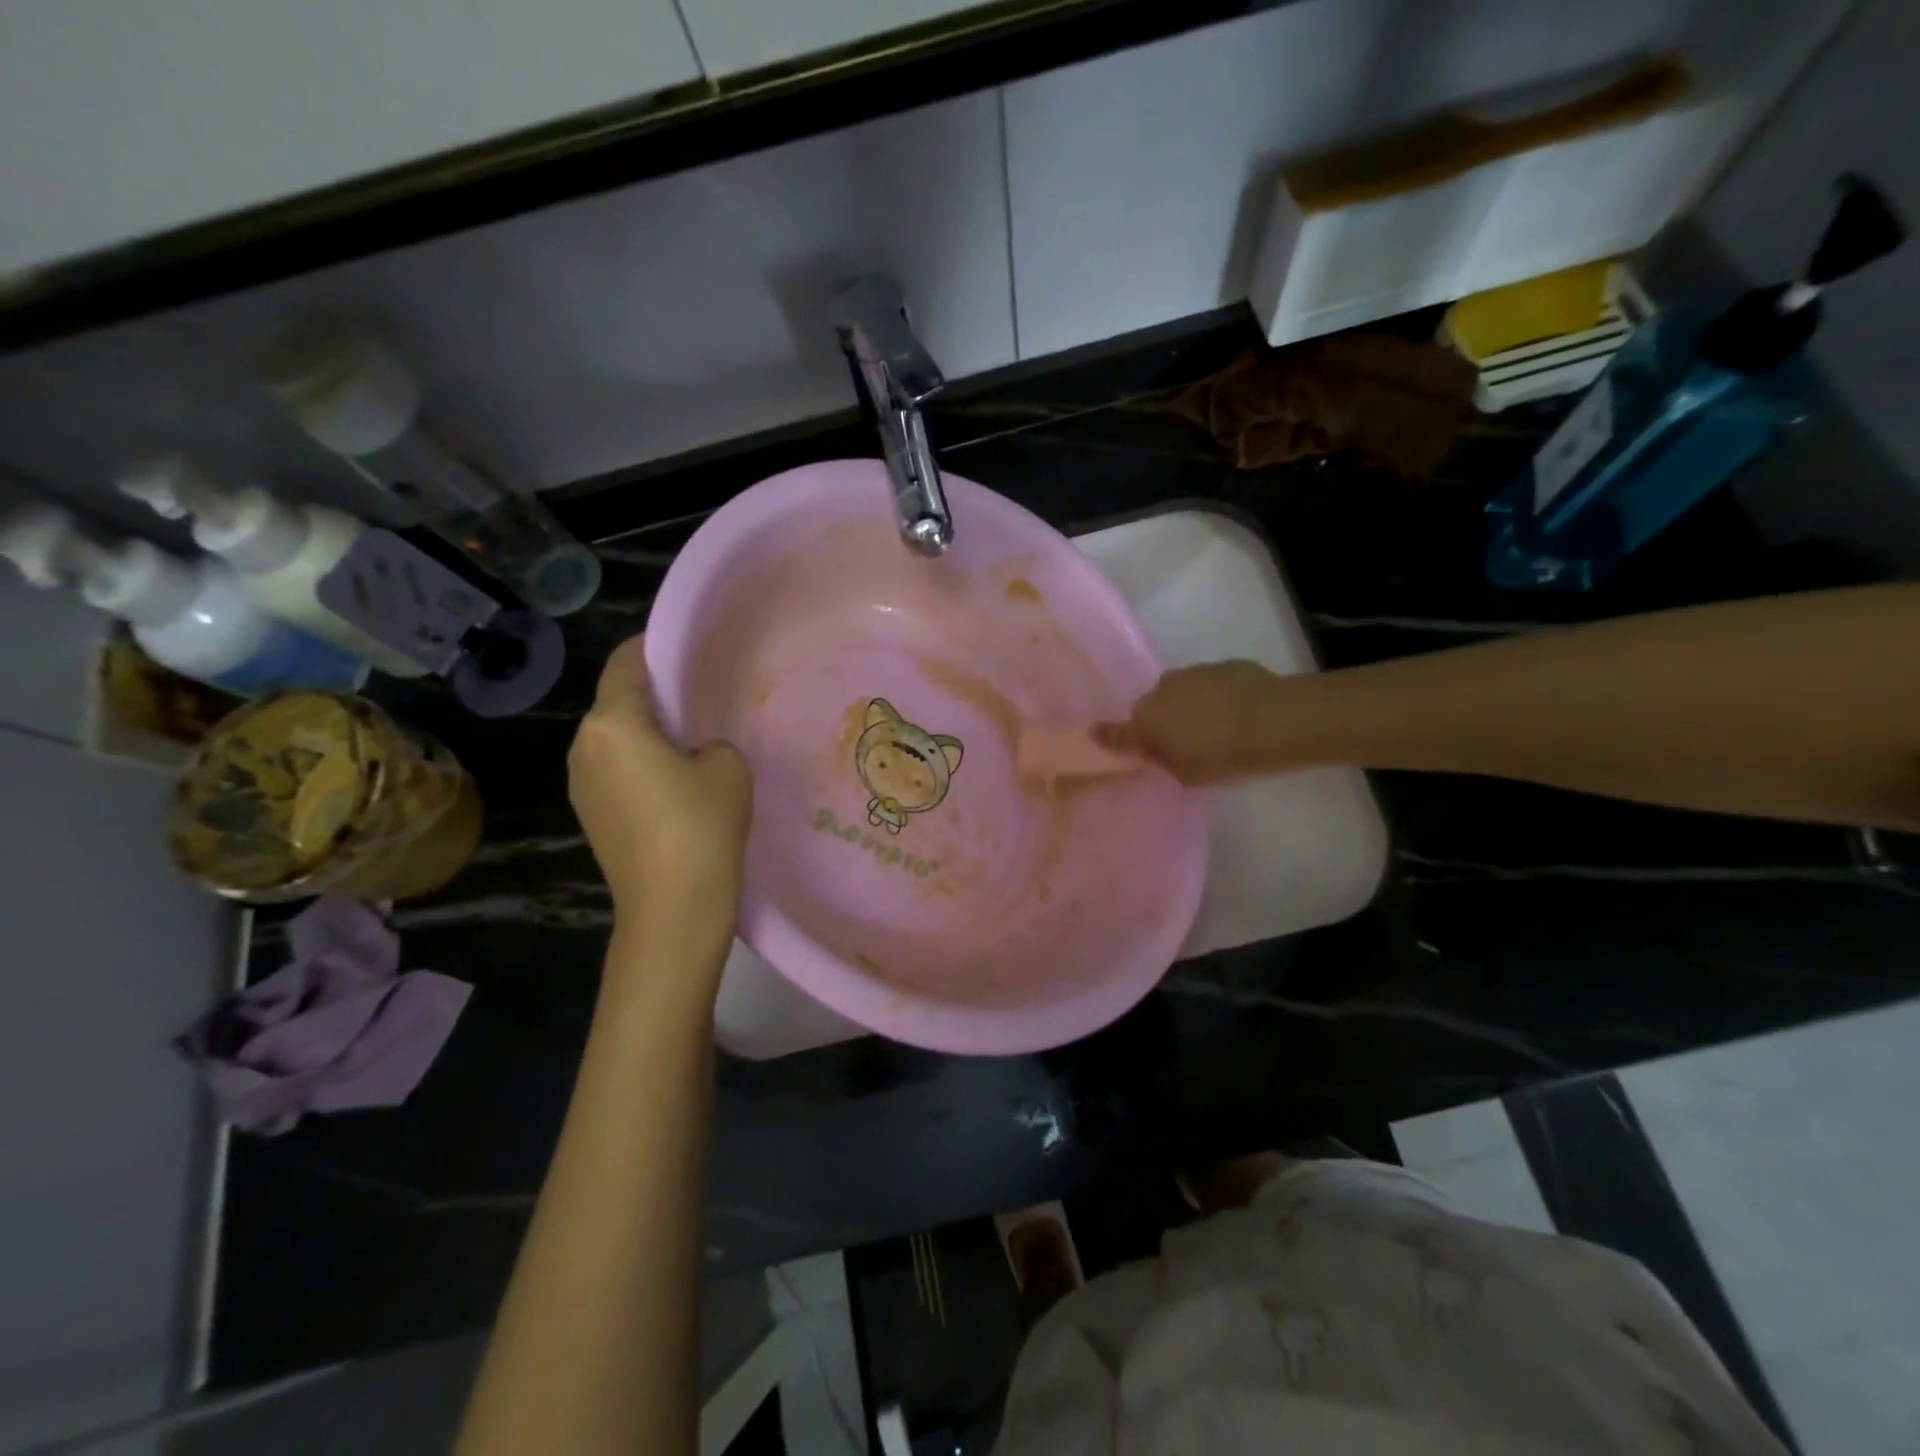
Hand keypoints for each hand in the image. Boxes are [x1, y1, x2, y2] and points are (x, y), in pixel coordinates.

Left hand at [568, 636, 751, 950]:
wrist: (672, 909)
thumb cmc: (701, 825)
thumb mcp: (728, 766)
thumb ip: (711, 742)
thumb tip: (695, 753)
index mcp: (611, 724)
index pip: (626, 664)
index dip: (654, 647)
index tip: (686, 648)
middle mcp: (583, 748)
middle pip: (617, 702)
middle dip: (655, 694)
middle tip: (700, 697)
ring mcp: (580, 785)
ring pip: (615, 739)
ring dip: (647, 732)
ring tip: (692, 742)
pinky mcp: (590, 816)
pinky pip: (615, 771)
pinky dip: (640, 764)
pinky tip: (677, 784)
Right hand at [1096, 660, 1293, 784]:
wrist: (1276, 720)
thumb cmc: (1223, 756)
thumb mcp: (1187, 774)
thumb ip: (1163, 760)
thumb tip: (1153, 750)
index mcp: (1146, 720)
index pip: (1117, 731)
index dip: (1109, 736)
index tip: (1099, 736)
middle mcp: (1160, 691)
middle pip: (1150, 708)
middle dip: (1158, 721)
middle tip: (1178, 742)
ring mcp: (1191, 674)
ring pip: (1177, 692)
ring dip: (1185, 705)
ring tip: (1210, 725)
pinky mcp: (1221, 665)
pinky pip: (1206, 684)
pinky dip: (1211, 696)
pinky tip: (1232, 711)